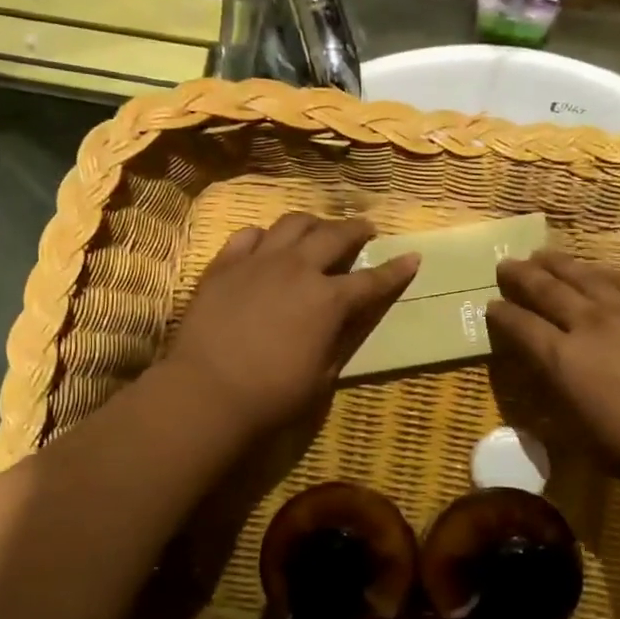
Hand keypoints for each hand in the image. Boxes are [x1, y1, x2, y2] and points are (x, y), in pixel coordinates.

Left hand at [164, 214, 417, 435]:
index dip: (396, 270)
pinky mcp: (224, 265)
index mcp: (328, 301)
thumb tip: (350, 318)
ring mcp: (258, 261)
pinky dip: (265, 236)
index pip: (372, 280)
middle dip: (356, 230)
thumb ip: (340, 340)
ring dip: (313, 223)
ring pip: (292, 223)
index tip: (411, 257)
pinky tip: (266, 244)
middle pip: (334, 235)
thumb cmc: (272, 395)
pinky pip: (248, 235)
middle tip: (365, 230)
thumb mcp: (322, 376)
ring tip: (318, 230)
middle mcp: (298, 269)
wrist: (207, 392)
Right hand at [488, 250, 619, 494]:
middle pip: (547, 290)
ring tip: (541, 254)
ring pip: (583, 276)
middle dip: (521, 277)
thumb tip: (541, 365)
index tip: (490, 306)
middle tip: (506, 265)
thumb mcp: (575, 427)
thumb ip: (553, 388)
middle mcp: (589, 324)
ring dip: (557, 263)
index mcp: (562, 359)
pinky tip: (593, 268)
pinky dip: (600, 271)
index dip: (502, 315)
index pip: (521, 326)